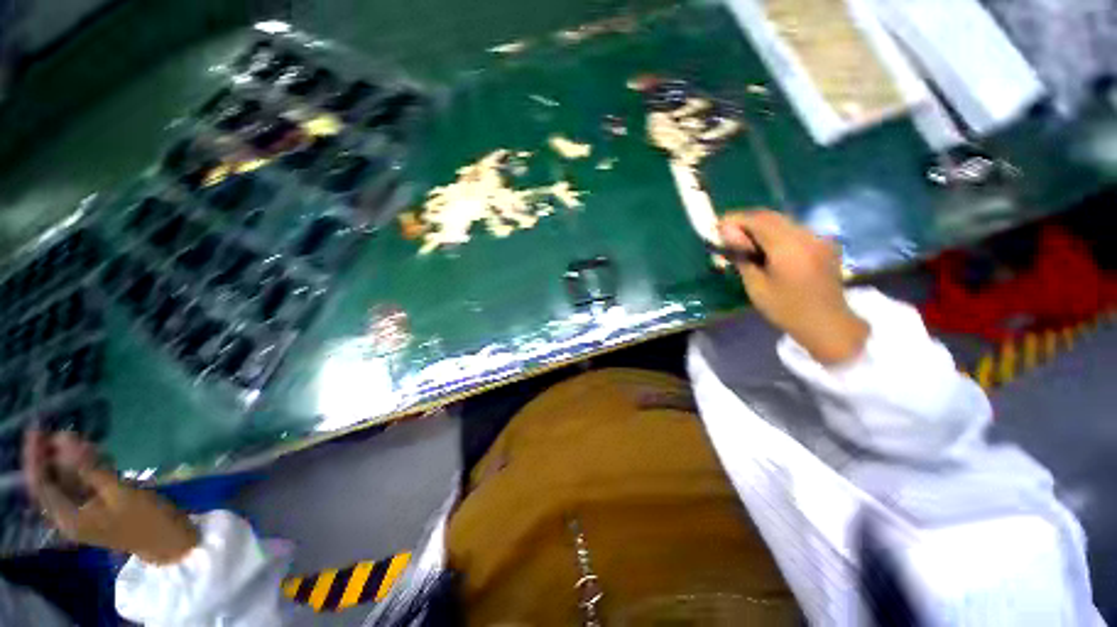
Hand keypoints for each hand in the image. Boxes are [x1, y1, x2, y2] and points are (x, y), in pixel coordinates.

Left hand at [23, 429, 199, 564]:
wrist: (170, 539)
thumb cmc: (145, 519)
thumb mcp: (120, 493)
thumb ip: (90, 468)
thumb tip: (63, 438)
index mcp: (68, 517)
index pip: (40, 483)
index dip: (35, 456)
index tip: (37, 430)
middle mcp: (70, 514)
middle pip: (52, 480)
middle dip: (55, 455)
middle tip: (65, 430)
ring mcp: (85, 510)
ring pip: (69, 479)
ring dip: (74, 459)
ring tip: (86, 441)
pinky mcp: (99, 505)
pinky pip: (85, 482)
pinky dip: (88, 466)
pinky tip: (99, 455)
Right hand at [719, 210, 868, 364]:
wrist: (828, 323)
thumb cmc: (786, 308)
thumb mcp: (756, 285)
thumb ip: (742, 256)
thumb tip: (727, 235)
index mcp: (788, 247)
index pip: (758, 220)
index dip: (735, 219)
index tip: (717, 225)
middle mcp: (806, 235)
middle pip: (771, 216)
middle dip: (747, 220)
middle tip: (727, 231)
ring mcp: (818, 238)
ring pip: (783, 221)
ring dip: (761, 225)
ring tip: (743, 238)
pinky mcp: (823, 244)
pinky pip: (794, 230)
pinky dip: (775, 232)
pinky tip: (765, 245)